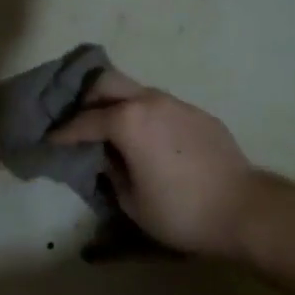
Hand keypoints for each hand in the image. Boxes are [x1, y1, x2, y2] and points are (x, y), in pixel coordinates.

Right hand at [47, 71, 264, 258]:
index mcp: (128, 121)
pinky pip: (162, 107)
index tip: (50, 139)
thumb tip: (106, 156)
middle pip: (107, 83)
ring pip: (137, 92)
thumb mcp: (131, 202)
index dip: (64, 132)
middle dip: (87, 99)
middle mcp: (150, 101)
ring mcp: (178, 104)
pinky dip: (146, 116)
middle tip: (78, 123)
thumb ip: (111, 172)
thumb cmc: (180, 211)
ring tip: (112, 130)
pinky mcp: (198, 114)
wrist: (243, 209)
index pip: (85, 121)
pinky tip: (149, 140)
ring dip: (118, 105)